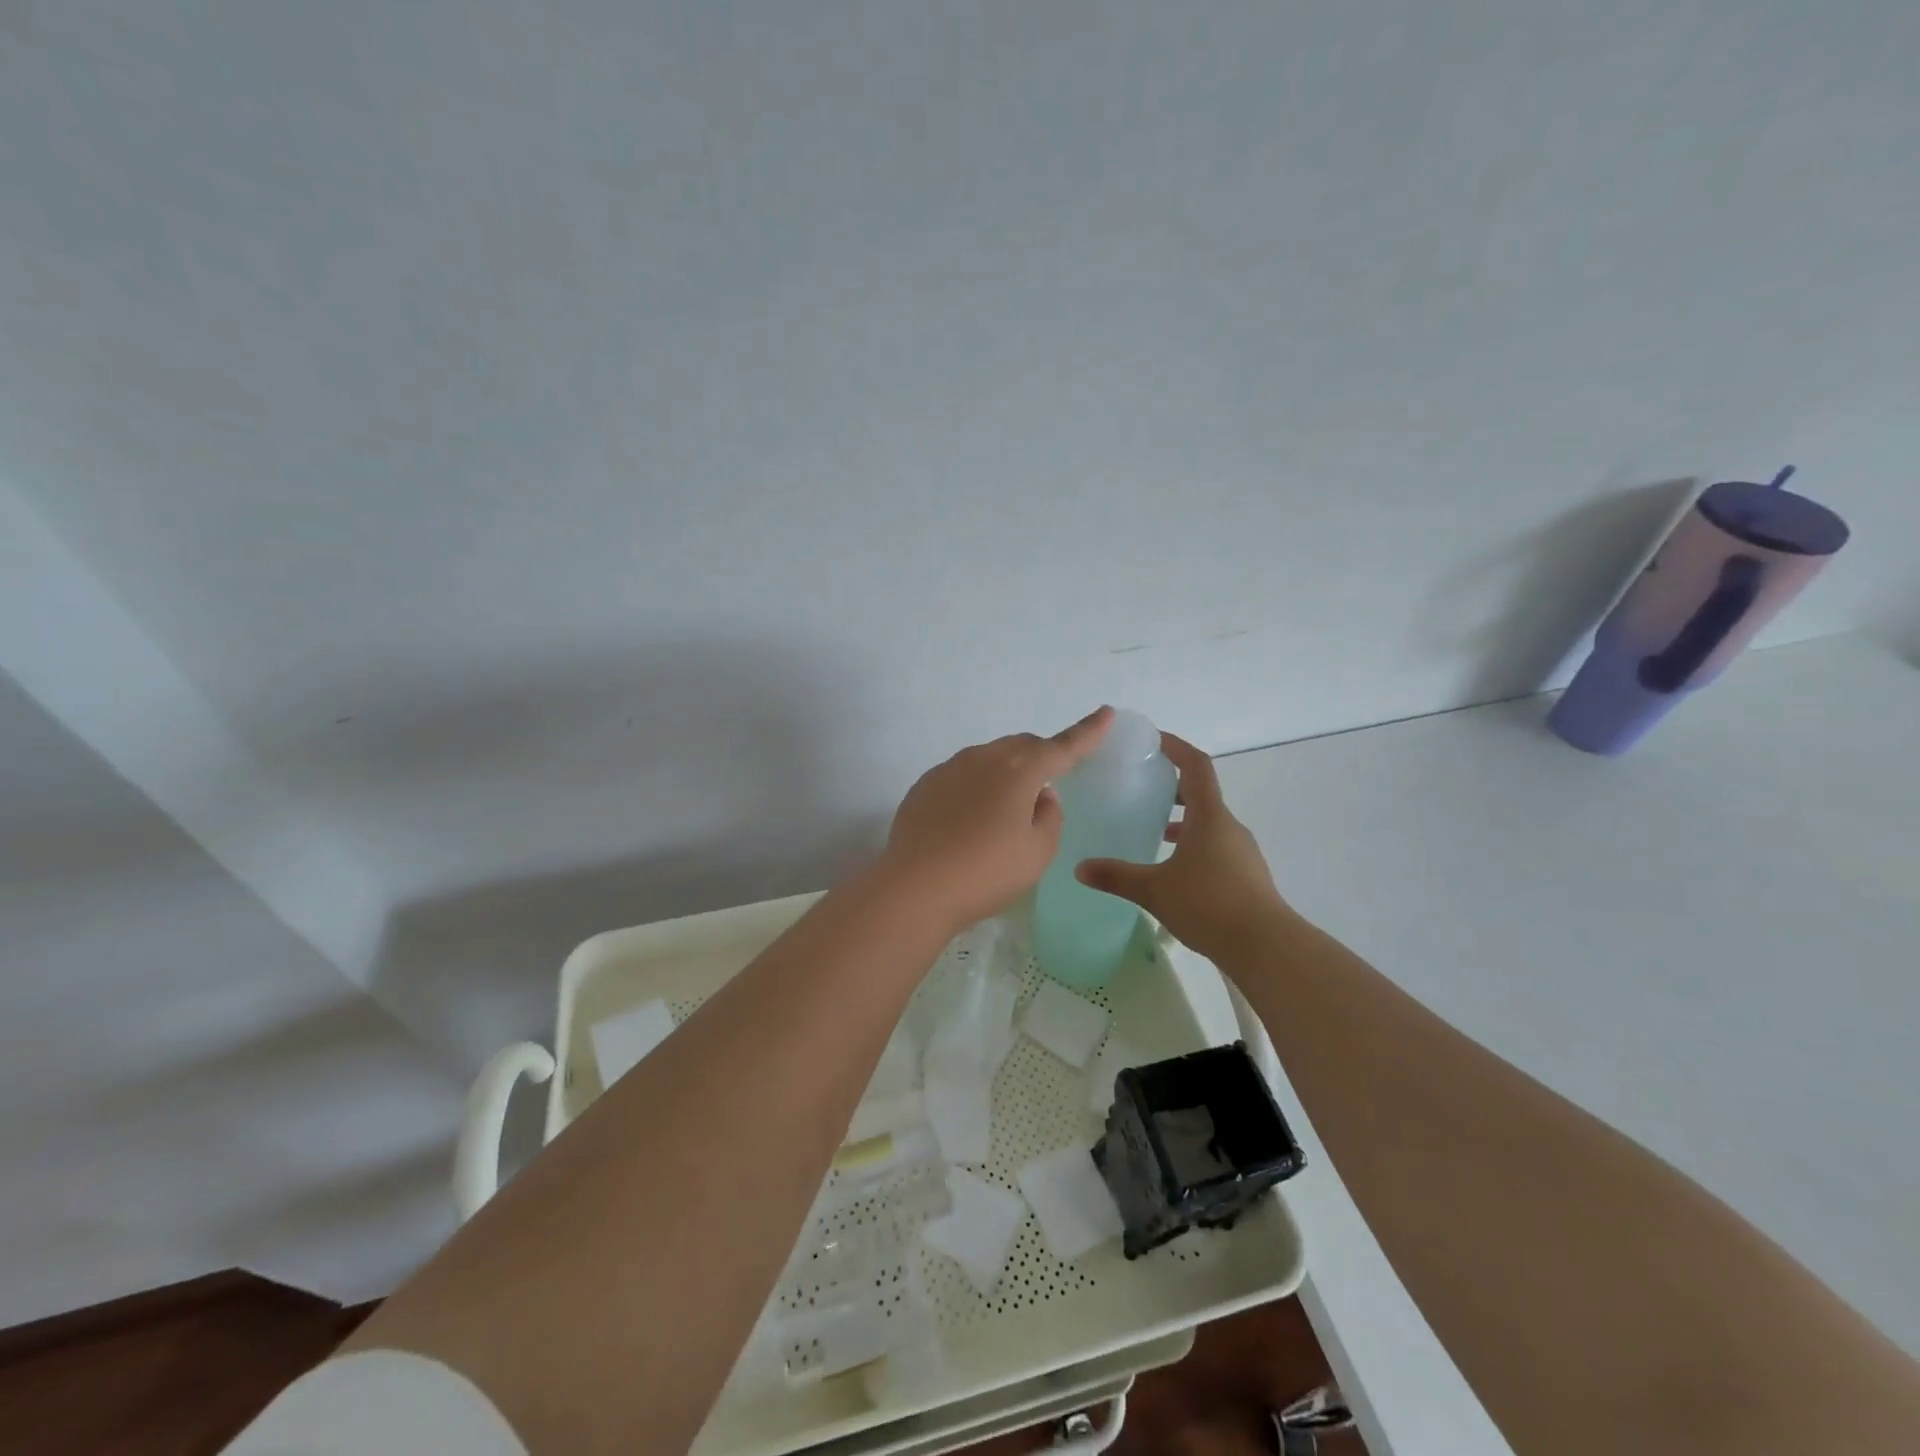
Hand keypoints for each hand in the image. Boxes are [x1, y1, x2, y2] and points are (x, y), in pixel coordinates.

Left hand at [880, 707, 1114, 934]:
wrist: (915, 887)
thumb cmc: (987, 872)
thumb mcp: (1038, 852)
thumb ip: (1049, 816)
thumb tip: (1039, 796)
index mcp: (1020, 770)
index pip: (1063, 746)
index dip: (1088, 732)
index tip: (1106, 712)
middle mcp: (983, 758)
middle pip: (1022, 747)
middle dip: (1041, 756)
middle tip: (1049, 781)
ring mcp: (949, 769)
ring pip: (989, 758)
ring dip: (1005, 773)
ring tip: (1004, 811)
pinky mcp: (924, 786)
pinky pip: (961, 776)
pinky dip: (975, 788)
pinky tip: (968, 820)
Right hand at [1076, 732, 1289, 962]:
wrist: (1266, 947)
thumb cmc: (1209, 905)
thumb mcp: (1154, 890)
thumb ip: (1116, 876)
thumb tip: (1079, 868)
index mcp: (1209, 816)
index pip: (1195, 766)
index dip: (1176, 747)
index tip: (1153, 740)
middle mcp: (1228, 827)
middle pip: (1202, 793)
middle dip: (1172, 787)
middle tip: (1142, 788)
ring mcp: (1241, 852)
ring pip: (1209, 823)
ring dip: (1183, 820)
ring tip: (1152, 830)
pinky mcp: (1246, 876)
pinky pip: (1215, 847)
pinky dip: (1193, 845)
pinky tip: (1173, 869)